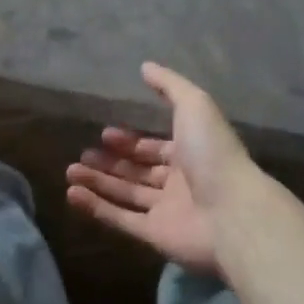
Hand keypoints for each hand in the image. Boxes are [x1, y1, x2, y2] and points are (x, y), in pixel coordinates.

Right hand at [65, 62, 258, 276]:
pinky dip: (97, 208)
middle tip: (83, 153)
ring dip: (98, 182)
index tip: (104, 134)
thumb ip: (169, 85)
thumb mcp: (194, 104)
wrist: (233, 212)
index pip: (155, 147)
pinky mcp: (156, 237)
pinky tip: (72, 194)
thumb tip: (145, 66)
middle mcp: (179, 182)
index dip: (130, 141)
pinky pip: (122, 220)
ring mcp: (167, 211)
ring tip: (70, 171)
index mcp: (190, 152)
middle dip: (110, 162)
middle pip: (138, 171)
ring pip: (126, 194)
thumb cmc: (213, 153)